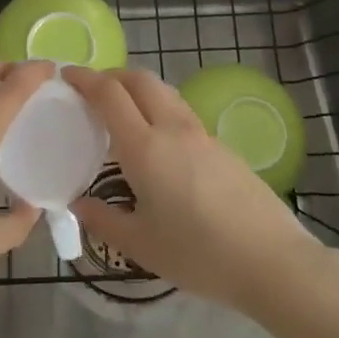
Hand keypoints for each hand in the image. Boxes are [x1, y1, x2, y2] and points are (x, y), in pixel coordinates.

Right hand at [68, 66, 325, 314]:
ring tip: (123, 114)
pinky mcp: (223, 147)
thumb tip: (78, 204)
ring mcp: (202, 135)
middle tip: (91, 91)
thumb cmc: (199, 255)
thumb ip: (103, 220)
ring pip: (164, 93)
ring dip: (138, 90)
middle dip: (112, 76)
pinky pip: (182, 114)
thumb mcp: (141, 245)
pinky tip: (158, 145)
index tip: (66, 76)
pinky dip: (159, 111)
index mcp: (145, 147)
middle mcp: (173, 129)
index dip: (85, 79)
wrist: (273, 261)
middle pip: (140, 79)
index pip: (109, 94)